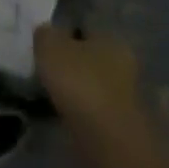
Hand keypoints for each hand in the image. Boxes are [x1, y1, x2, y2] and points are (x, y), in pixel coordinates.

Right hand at [35, 25, 144, 156]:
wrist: (106, 140)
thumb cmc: (80, 82)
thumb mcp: (49, 46)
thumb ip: (45, 33)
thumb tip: (46, 31)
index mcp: (112, 39)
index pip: (85, 28)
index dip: (63, 33)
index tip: (43, 44)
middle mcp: (124, 64)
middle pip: (89, 56)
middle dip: (70, 61)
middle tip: (43, 67)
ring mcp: (125, 95)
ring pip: (91, 82)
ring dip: (74, 86)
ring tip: (47, 91)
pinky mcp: (119, 122)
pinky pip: (92, 106)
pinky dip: (78, 108)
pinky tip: (60, 111)